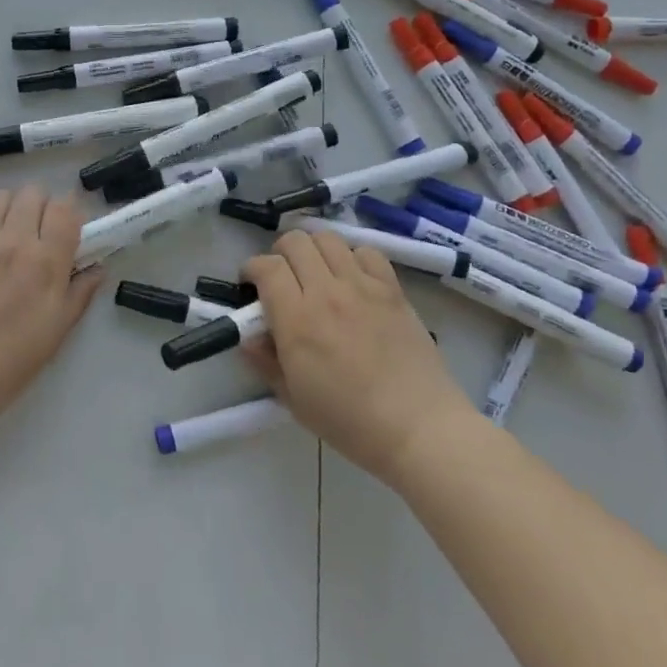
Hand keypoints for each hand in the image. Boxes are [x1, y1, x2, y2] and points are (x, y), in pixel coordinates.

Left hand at [0, 184, 102, 421]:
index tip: (65, 229)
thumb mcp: (57, 330)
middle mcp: (12, 239)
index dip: (68, 212)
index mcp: (45, 260)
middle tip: (35, 233)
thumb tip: (97, 268)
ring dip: (6, 211)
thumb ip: (80, 292)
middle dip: (39, 207)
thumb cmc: (11, 359)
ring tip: (2, 237)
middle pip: (32, 193)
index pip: (64, 207)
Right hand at [243, 228, 473, 483]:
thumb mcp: (293, 399)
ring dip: (314, 250)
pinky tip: (352, 279)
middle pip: (296, 242)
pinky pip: (367, 252)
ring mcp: (363, 286)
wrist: (418, 427)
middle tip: (282, 278)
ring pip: (329, 238)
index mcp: (297, 320)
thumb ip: (265, 362)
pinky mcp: (392, 289)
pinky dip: (352, 257)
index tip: (251, 286)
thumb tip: (248, 336)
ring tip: (316, 274)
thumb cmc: (349, 421)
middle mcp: (327, 292)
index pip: (267, 267)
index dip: (252, 269)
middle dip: (280, 253)